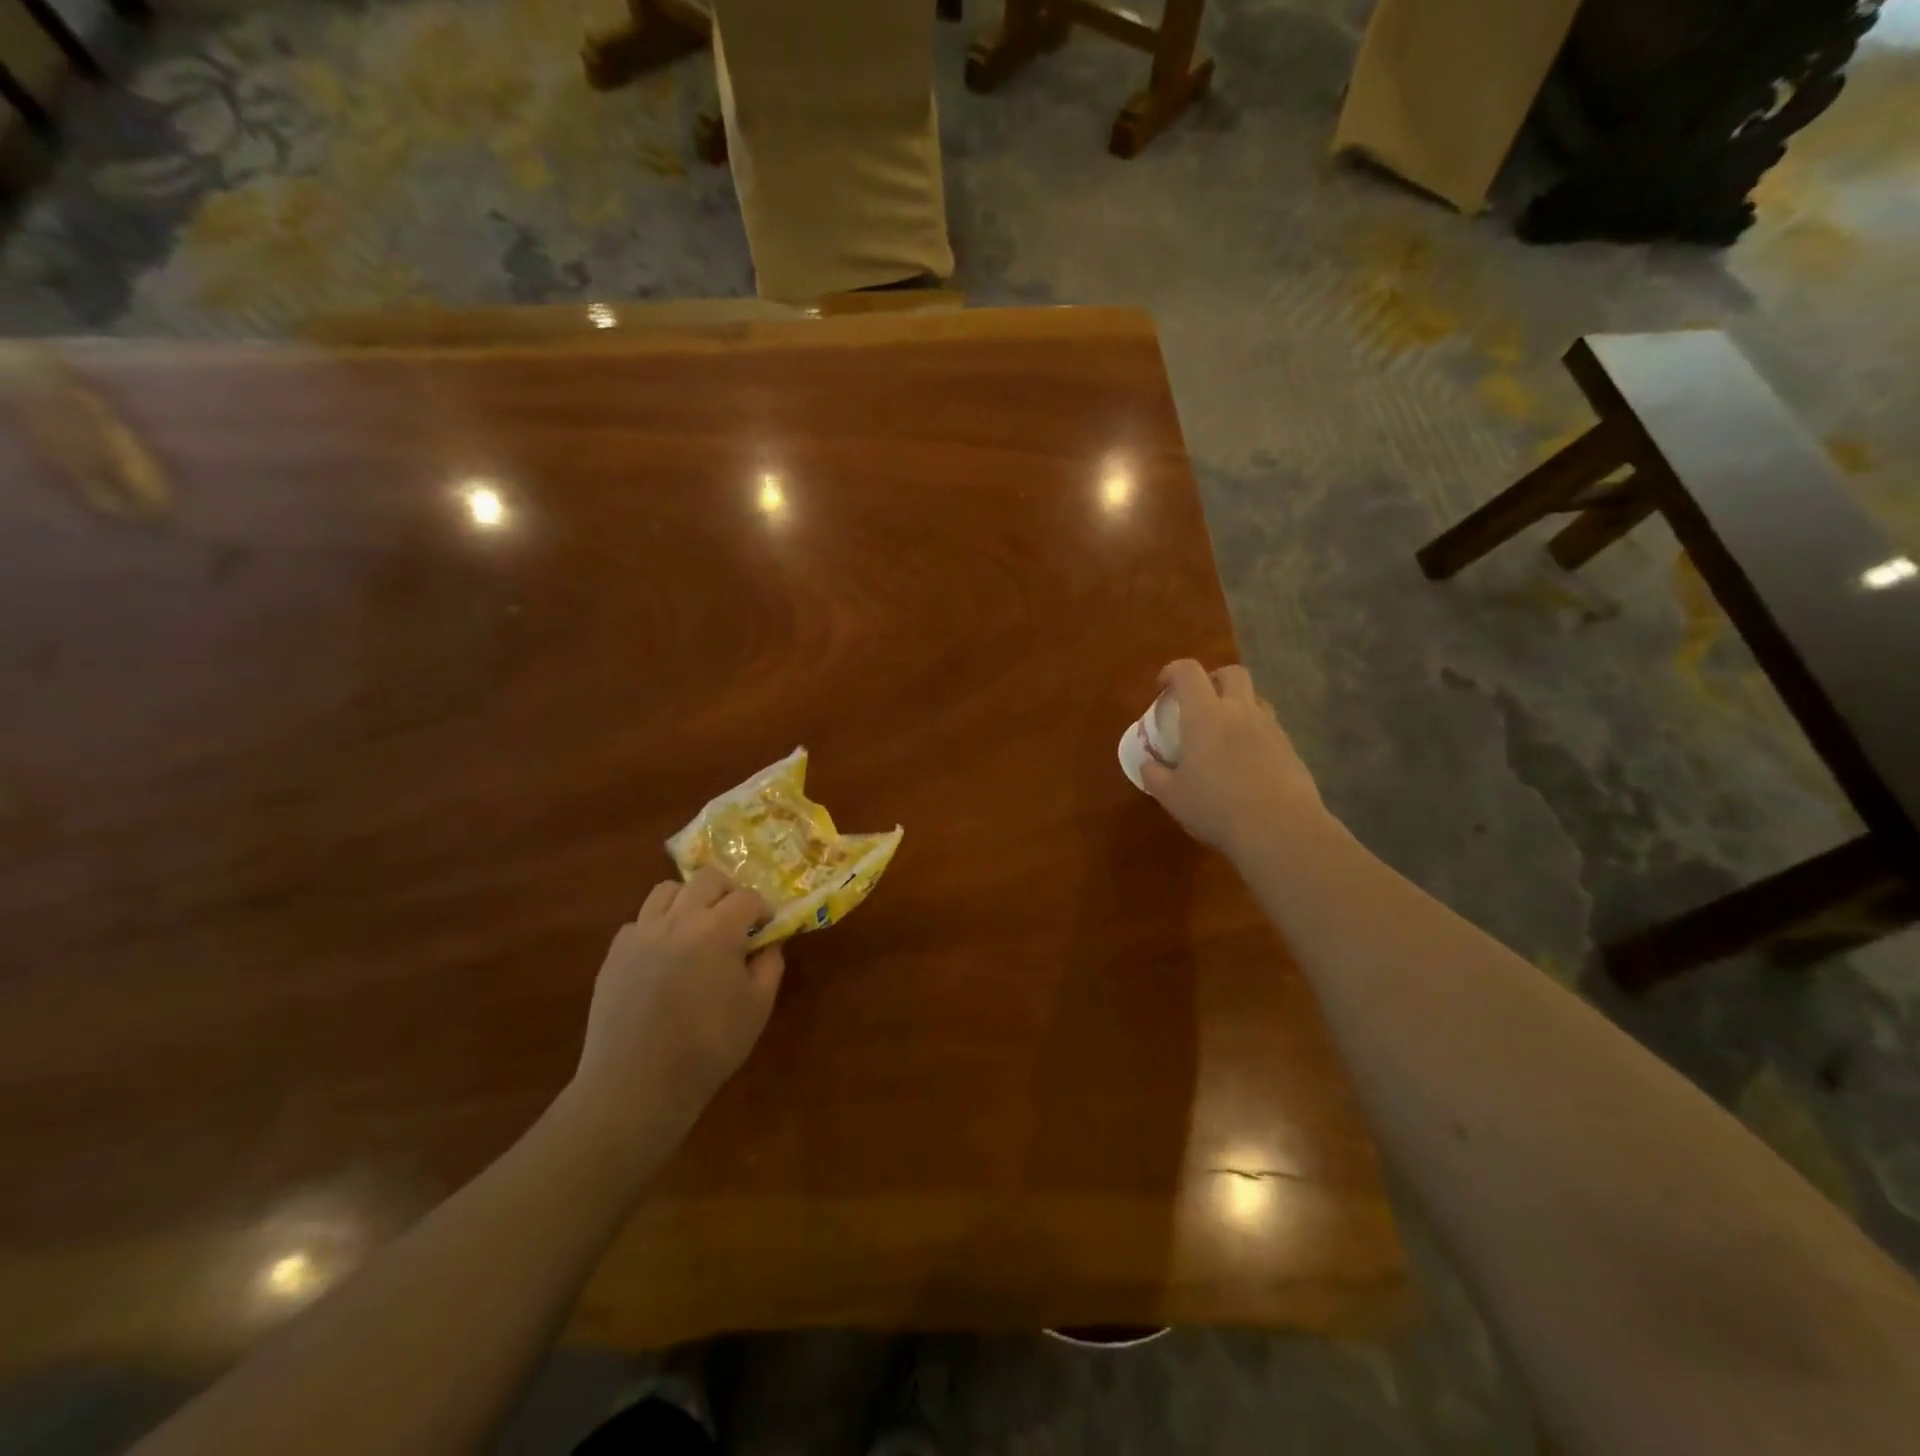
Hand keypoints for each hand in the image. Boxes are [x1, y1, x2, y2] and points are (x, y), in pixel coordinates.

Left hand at [570, 867, 786, 1140]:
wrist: (636, 1085)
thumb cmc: (708, 1047)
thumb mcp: (757, 1007)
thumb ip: (769, 965)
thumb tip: (768, 942)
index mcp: (717, 930)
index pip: (747, 897)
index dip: (762, 908)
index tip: (767, 927)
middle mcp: (678, 919)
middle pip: (707, 879)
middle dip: (728, 892)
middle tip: (736, 920)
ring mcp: (641, 933)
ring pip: (667, 890)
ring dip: (690, 900)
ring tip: (697, 929)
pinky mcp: (615, 953)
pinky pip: (640, 921)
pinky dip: (658, 927)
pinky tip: (664, 957)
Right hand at [1141, 659, 1327, 858]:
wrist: (1280, 830)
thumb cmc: (1216, 808)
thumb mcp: (1172, 797)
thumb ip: (1155, 776)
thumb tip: (1149, 765)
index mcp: (1205, 715)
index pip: (1188, 672)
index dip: (1172, 672)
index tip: (1162, 686)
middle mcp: (1240, 711)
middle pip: (1231, 674)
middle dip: (1213, 679)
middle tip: (1199, 702)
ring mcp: (1270, 729)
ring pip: (1255, 699)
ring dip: (1237, 706)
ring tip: (1223, 733)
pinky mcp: (1291, 749)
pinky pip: (1269, 729)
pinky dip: (1254, 734)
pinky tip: (1245, 762)